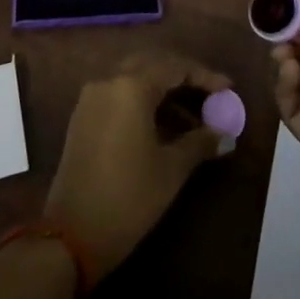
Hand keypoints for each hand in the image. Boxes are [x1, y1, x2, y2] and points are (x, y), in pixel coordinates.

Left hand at [44, 52, 231, 280]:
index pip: (175, 67)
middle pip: (153, 63)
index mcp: (131, 86)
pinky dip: (142, 97)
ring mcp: (92, 96)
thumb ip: (200, 143)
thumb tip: (226, 135)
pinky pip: (118, 91)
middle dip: (183, 75)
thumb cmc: (128, 198)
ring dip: (162, 87)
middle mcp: (109, 80)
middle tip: (209, 94)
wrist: (71, 235)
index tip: (229, 88)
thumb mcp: (171, 170)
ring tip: (191, 113)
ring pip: (134, 75)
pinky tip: (161, 122)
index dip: (205, 76)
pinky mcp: (83, 115)